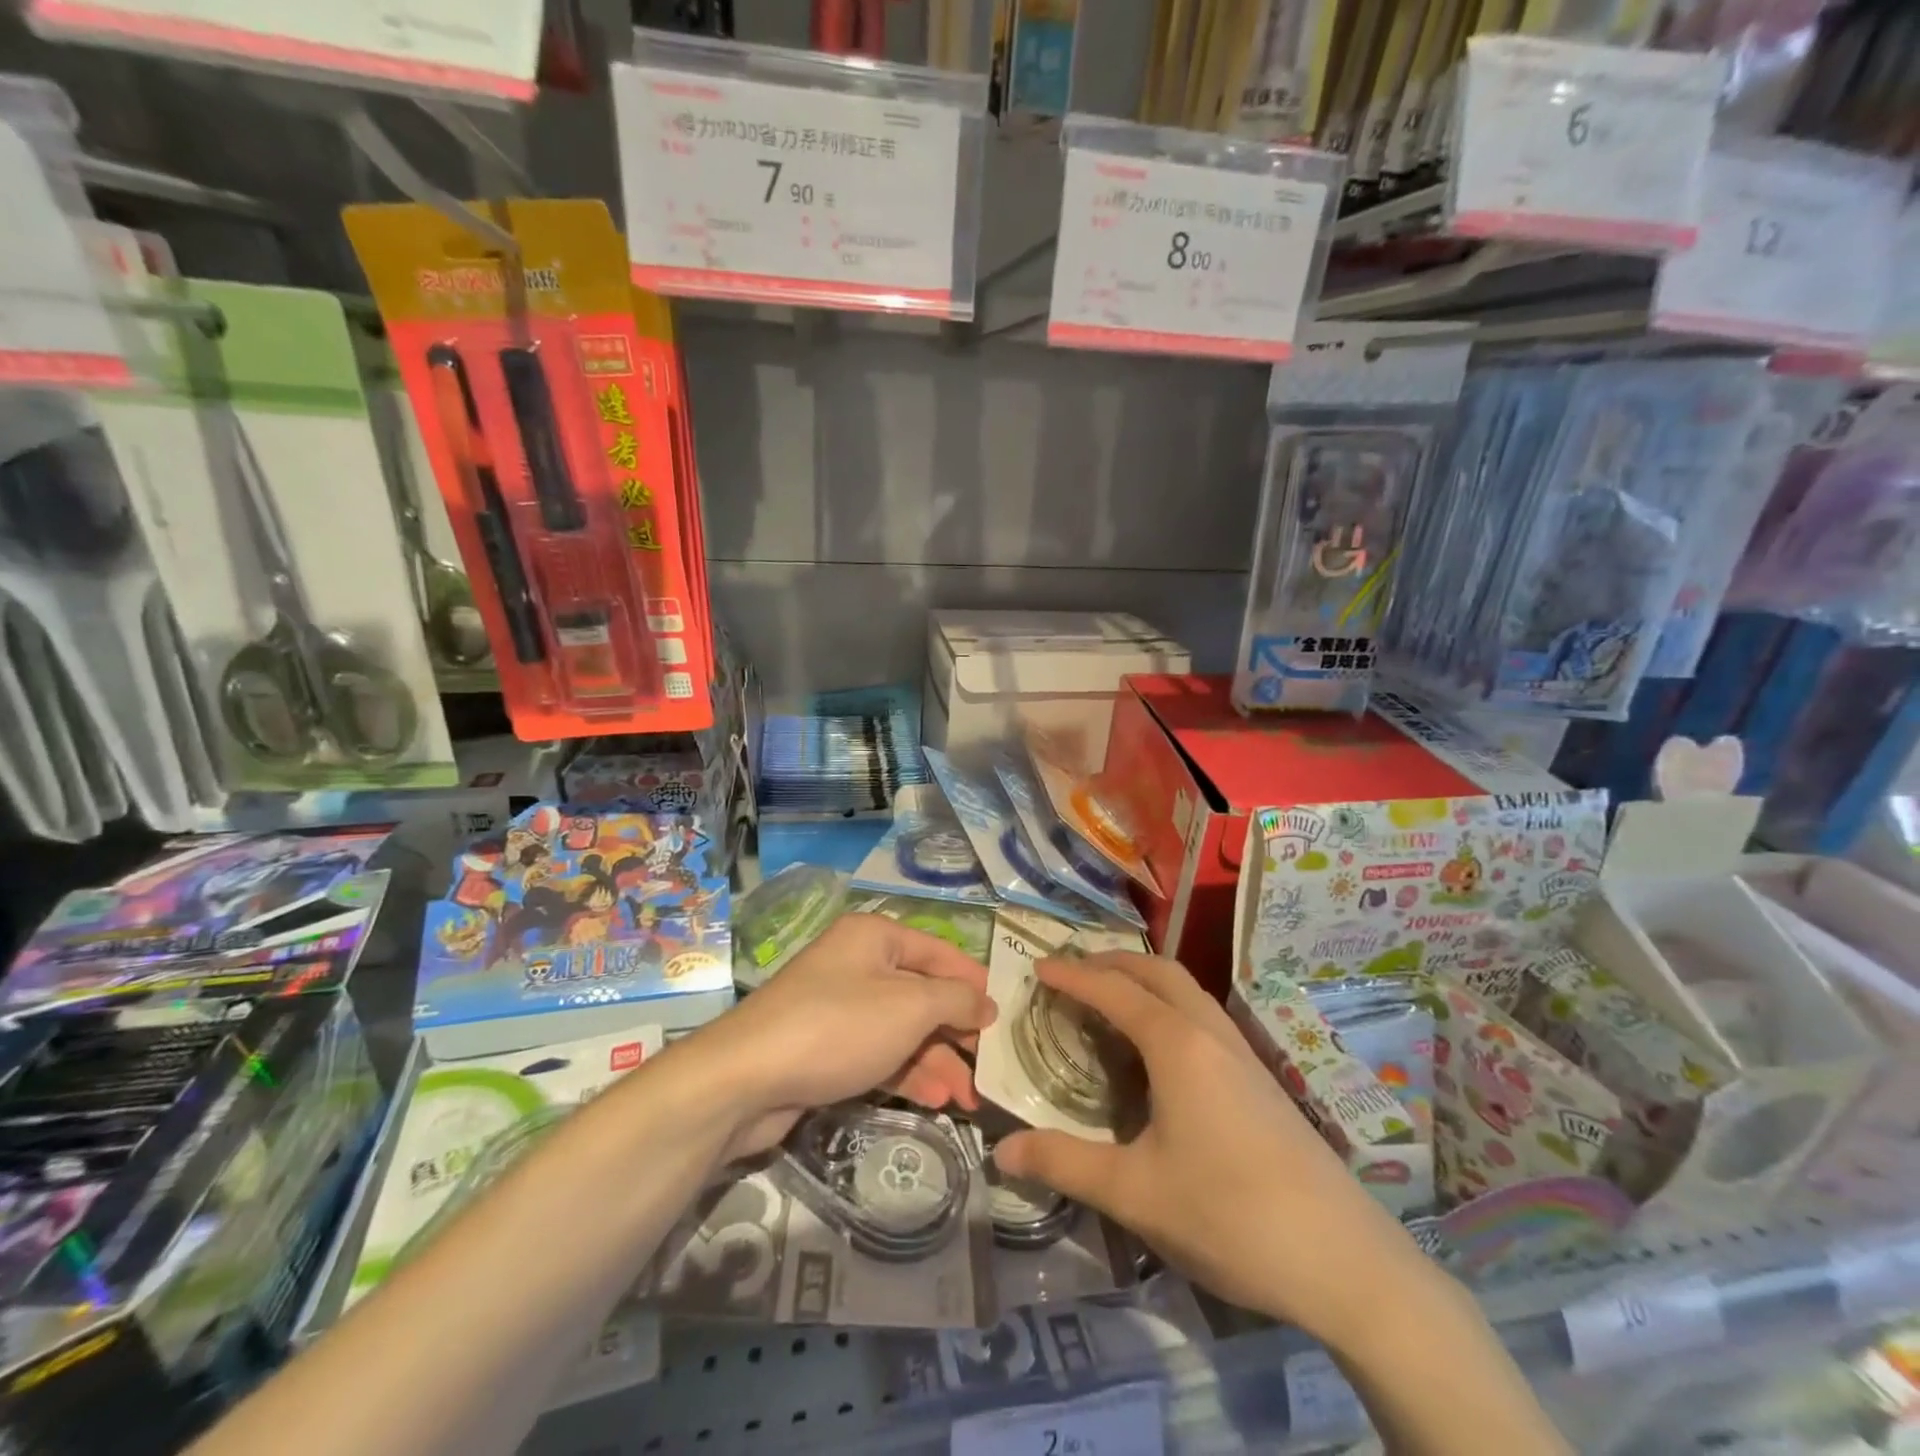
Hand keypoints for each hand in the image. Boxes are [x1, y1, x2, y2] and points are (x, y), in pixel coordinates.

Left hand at [696, 913, 994, 1158]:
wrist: (746, 1079)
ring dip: (936, 1060)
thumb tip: (986, 1003)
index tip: (1004, 1014)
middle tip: (989, 1068)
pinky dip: (907, 1073)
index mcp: (875, 937)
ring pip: (902, 1029)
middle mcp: (857, 965)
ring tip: (968, 1099)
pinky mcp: (826, 1048)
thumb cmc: (839, 1027)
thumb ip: (956, 1001)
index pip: (938, 952)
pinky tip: (935, 1100)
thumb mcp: (909, 1007)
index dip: (973, 981)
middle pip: (921, 994)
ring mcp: (839, 1008)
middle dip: (956, 1032)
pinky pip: (878, 1054)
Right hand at [993, 952, 1427, 1345]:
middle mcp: (1210, 1034)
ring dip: (1145, 982)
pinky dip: (1169, 1007)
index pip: (1114, 992)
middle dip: (1112, 964)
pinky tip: (1161, 1052)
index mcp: (1177, 1045)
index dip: (1073, 976)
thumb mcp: (1135, 1193)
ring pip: (1188, 991)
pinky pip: (1204, 1017)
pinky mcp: (1263, 1080)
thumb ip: (1065, 1164)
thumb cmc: (1230, 1215)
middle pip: (1158, 972)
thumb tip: (1001, 1151)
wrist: (1347, 1262)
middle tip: (1073, 974)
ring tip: (1111, 1003)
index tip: (1039, 968)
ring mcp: (1243, 1054)